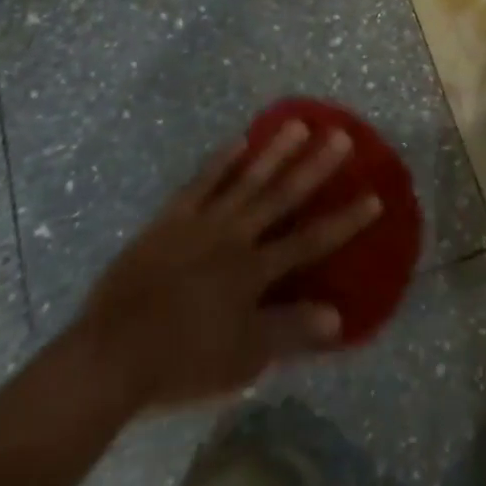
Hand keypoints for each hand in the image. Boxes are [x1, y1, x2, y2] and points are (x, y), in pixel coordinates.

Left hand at [76, 123, 381, 410]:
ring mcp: (201, 223)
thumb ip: (291, 332)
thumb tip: (339, 315)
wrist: (111, 355)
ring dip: (275, 152)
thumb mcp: (243, 358)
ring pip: (246, 180)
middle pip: (282, 197)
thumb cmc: (182, 361)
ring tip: (298, 124)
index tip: (374, 196)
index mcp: (254, 272)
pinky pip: (201, 183)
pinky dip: (221, 162)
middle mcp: (235, 237)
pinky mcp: (170, 220)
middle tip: (341, 136)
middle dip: (315, 167)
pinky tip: (238, 141)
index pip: (311, 241)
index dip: (345, 220)